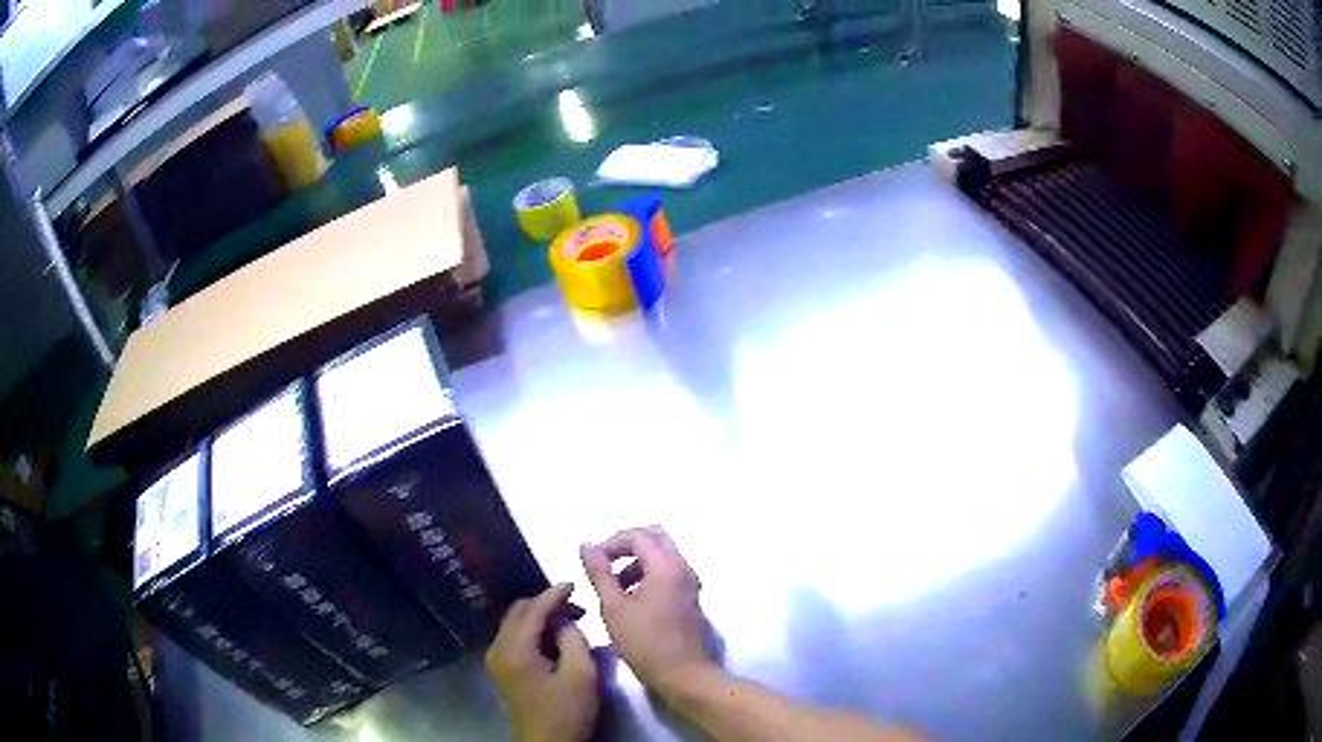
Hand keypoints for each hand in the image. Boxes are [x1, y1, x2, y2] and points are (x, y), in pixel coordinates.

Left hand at [487, 583, 598, 741]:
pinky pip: (516, 637)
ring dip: (540, 618)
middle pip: (518, 612)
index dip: (554, 594)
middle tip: (576, 607)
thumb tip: (566, 621)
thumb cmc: (566, 712)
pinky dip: (534, 631)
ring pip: (516, 624)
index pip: (532, 609)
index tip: (575, 583)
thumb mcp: (581, 675)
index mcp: (515, 649)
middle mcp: (498, 649)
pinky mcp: (503, 669)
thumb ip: (574, 639)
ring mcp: (497, 660)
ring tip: (570, 623)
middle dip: (546, 604)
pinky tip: (556, 640)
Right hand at [581, 527, 713, 697]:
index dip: (611, 543)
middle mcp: (683, 567)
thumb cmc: (645, 642)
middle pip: (654, 538)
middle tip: (603, 565)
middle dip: (626, 546)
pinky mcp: (690, 598)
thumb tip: (586, 545)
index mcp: (666, 565)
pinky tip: (630, 600)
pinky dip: (648, 575)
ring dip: (636, 562)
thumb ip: (599, 573)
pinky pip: (668, 573)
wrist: (683, 674)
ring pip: (662, 556)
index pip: (637, 535)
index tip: (591, 561)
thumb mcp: (613, 607)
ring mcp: (690, 583)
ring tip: (612, 587)